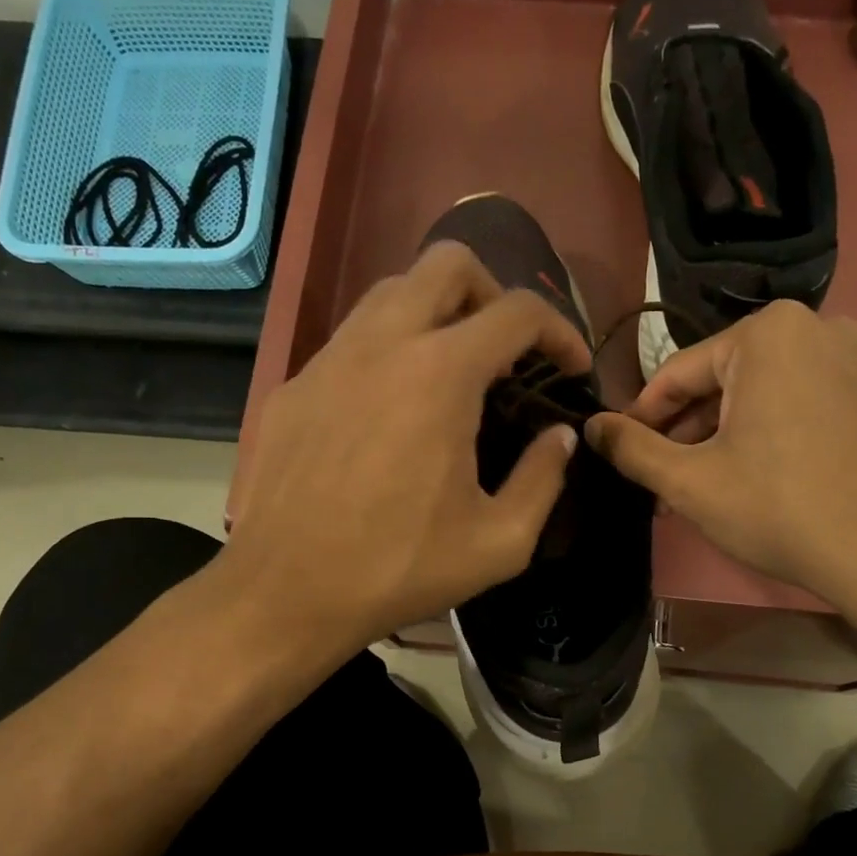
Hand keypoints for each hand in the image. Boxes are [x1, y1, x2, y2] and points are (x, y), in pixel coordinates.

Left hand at [220, 242, 590, 657]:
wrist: (285, 592)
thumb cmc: (399, 569)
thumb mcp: (500, 542)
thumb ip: (543, 479)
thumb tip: (560, 438)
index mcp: (442, 374)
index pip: (518, 311)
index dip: (560, 330)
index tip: (571, 367)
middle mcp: (384, 343)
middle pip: (449, 262)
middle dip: (494, 292)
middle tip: (508, 348)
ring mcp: (329, 358)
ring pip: (392, 291)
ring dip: (437, 312)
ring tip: (453, 369)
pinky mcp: (294, 385)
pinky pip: (351, 339)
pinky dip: (388, 350)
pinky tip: (390, 408)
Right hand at [585, 301, 856, 630]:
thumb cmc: (779, 509)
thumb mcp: (689, 481)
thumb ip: (632, 448)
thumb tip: (591, 426)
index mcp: (767, 333)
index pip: (679, 372)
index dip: (643, 417)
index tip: (621, 453)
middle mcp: (816, 326)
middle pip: (723, 380)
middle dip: (686, 432)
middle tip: (662, 483)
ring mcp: (855, 357)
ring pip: (760, 393)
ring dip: (722, 437)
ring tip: (700, 489)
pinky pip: (799, 402)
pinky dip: (766, 433)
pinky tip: (752, 478)